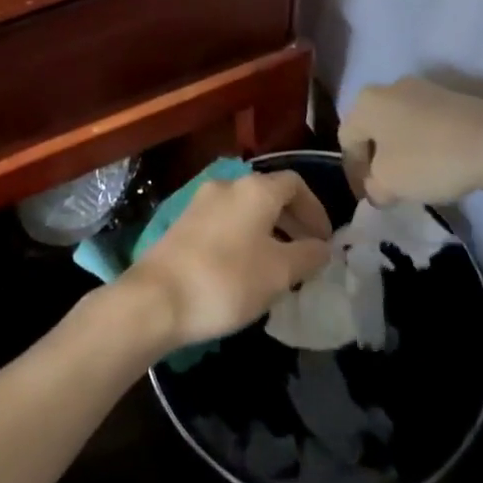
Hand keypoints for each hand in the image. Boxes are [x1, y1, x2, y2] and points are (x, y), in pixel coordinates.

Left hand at [122, 172, 332, 351]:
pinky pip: (225, 221)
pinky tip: (246, 268)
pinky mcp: (183, 223)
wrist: (157, 298)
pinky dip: (244, 236)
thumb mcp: (279, 272)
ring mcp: (200, 202)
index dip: (316, 210)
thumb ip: (308, 255)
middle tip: (307, 253)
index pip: (295, 184)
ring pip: (246, 209)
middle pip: (269, 194)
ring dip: (268, 230)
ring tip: (279, 265)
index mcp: (255, 189)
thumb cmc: (227, 280)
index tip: (325, 241)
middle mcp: (228, 185)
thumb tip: (323, 247)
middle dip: (293, 220)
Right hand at [340, 77, 482, 206]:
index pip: (346, 139)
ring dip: (401, 152)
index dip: (352, 172)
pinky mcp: (452, 98)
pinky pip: (426, 124)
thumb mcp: (389, 184)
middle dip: (376, 159)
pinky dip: (425, 144)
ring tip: (415, 179)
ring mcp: (424, 89)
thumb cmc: (428, 159)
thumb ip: (374, 188)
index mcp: (366, 102)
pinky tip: (439, 164)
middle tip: (387, 187)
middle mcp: (390, 87)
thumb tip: (378, 188)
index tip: (368, 197)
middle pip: (373, 128)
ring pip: (400, 125)